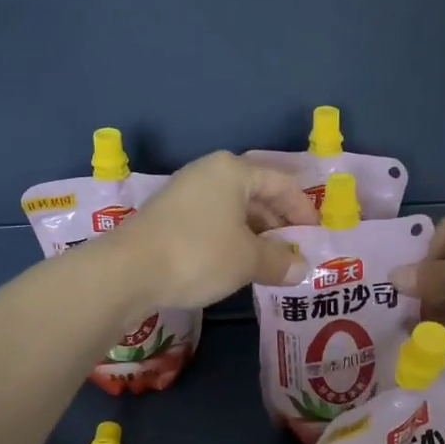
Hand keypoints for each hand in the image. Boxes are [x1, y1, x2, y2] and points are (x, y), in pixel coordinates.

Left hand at [108, 152, 316, 310]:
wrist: (128, 271)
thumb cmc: (199, 254)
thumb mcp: (248, 260)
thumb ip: (280, 261)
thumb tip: (302, 268)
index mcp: (233, 171)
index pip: (282, 184)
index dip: (303, 211)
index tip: (316, 237)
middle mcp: (209, 174)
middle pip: (256, 195)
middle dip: (278, 225)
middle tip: (295, 253)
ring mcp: (184, 194)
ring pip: (233, 212)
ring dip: (255, 236)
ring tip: (270, 264)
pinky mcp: (168, 217)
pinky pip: (212, 224)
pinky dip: (230, 241)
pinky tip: (236, 266)